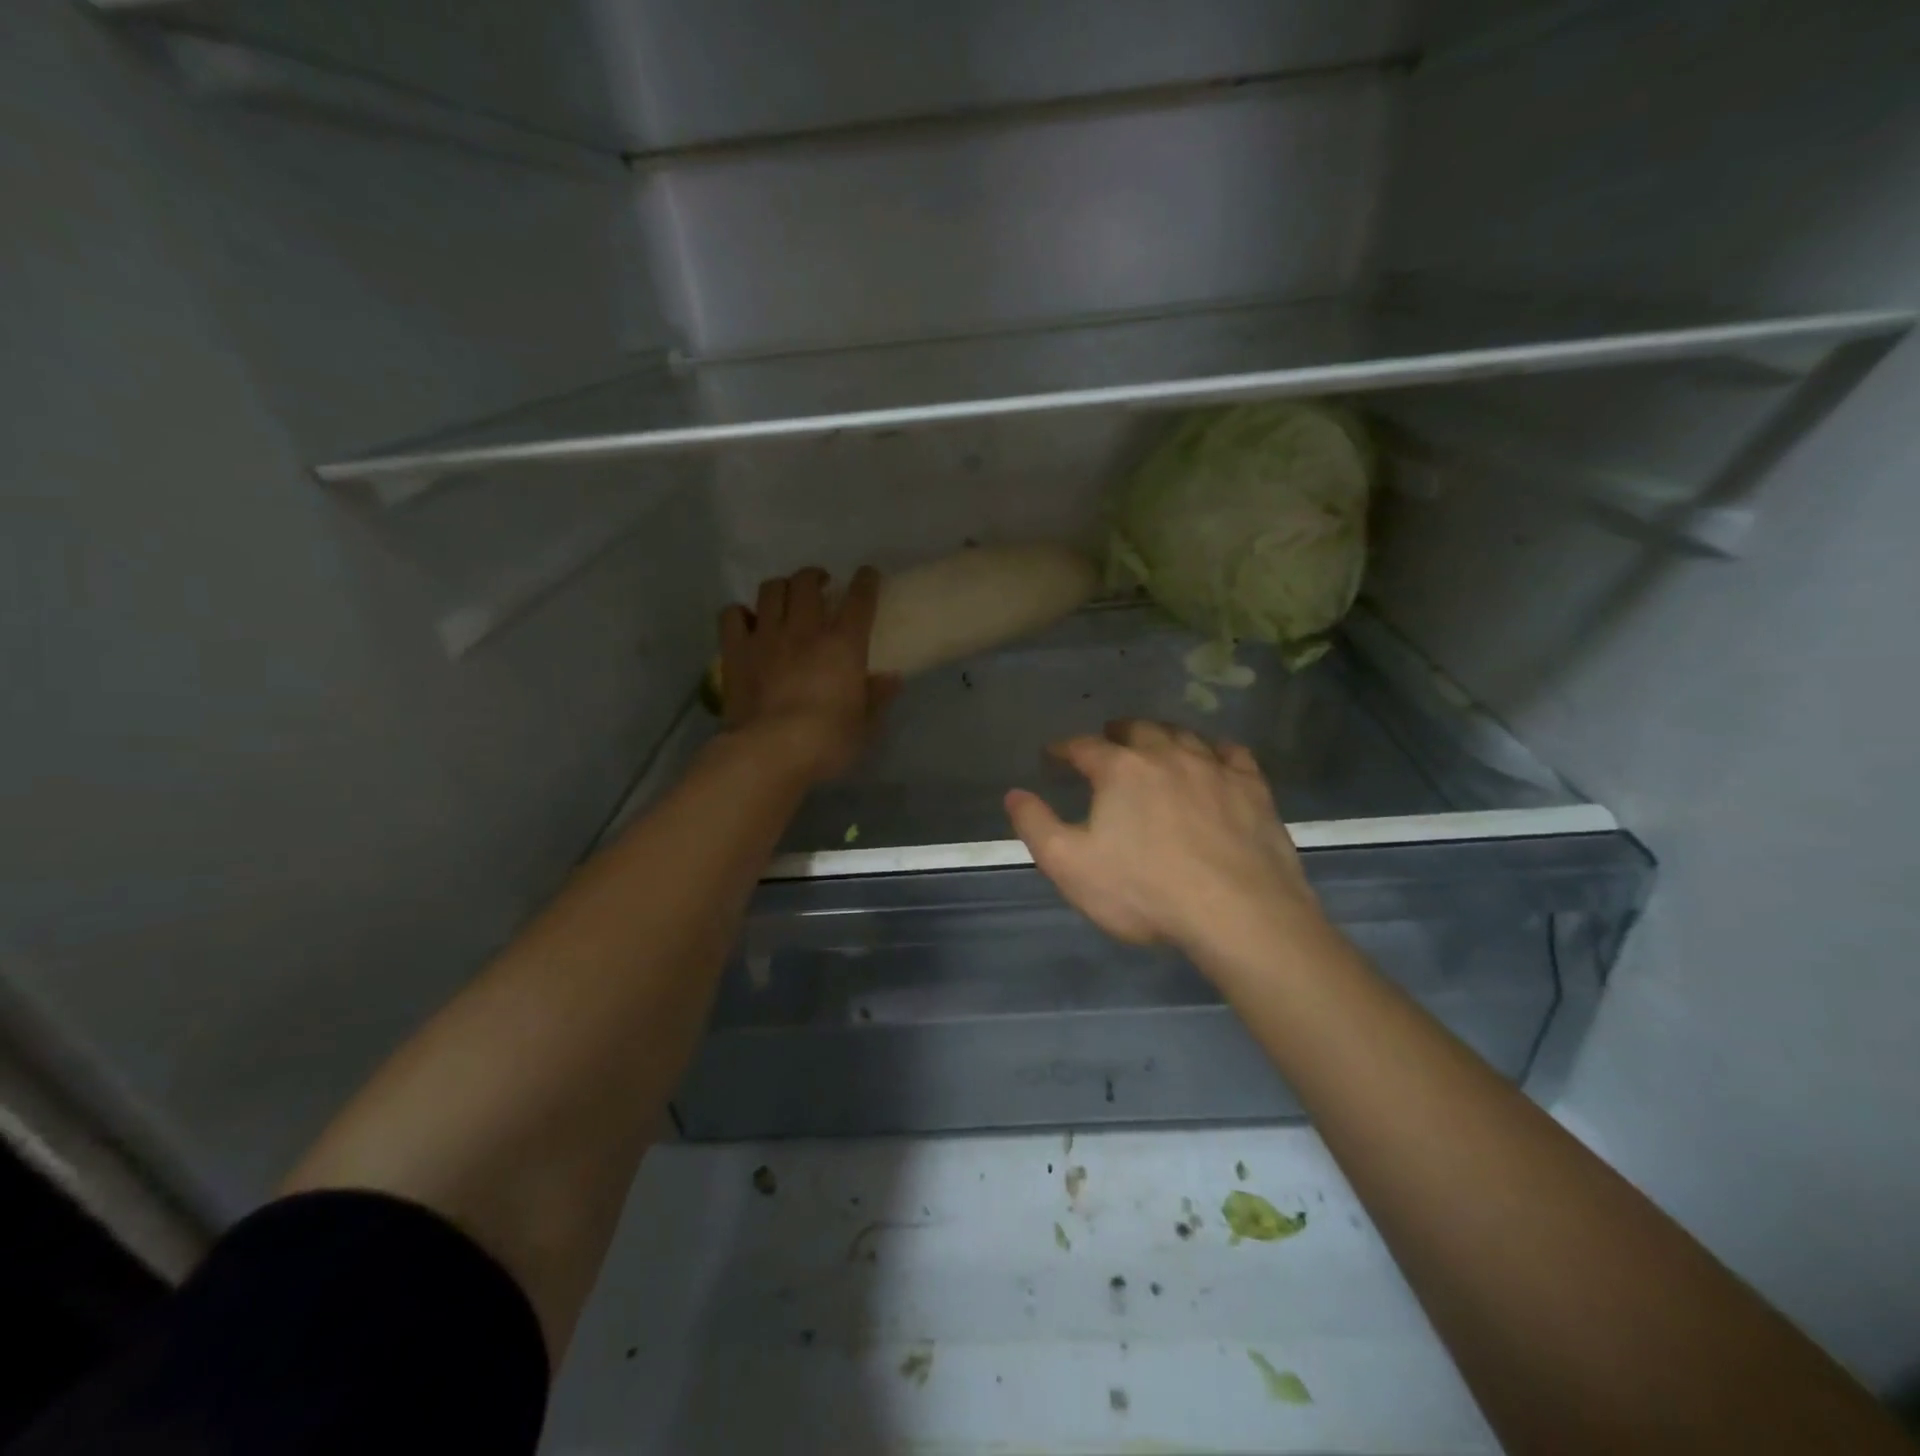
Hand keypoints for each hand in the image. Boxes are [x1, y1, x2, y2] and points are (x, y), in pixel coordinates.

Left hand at [718, 566, 898, 782]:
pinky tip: (747, 622)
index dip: (866, 581)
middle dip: (815, 577)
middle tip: (820, 586)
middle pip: (807, 582)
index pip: (859, 598)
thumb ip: (877, 697)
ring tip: (785, 598)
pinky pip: (731, 615)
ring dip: (781, 588)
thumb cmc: (828, 741)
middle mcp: (805, 629)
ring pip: (771, 590)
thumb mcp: (865, 725)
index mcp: (843, 644)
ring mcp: (766, 636)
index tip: (868, 575)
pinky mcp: (735, 651)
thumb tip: (891, 678)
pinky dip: (740, 613)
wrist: (772, 751)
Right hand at [1004, 720, 1324, 959]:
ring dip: (1163, 735)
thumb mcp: (1070, 865)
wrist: (1239, 914)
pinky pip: (1232, 753)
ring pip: (1183, 735)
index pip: (1082, 746)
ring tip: (1156, 744)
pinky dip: (1215, 751)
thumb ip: (1036, 825)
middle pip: (1137, 730)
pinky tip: (1214, 759)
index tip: (1053, 755)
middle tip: (1108, 739)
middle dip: (1117, 732)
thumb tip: (1014, 794)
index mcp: (1120, 769)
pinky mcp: (1253, 788)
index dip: (1063, 749)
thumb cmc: (1145, 890)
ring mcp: (1214, 768)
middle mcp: (1166, 755)